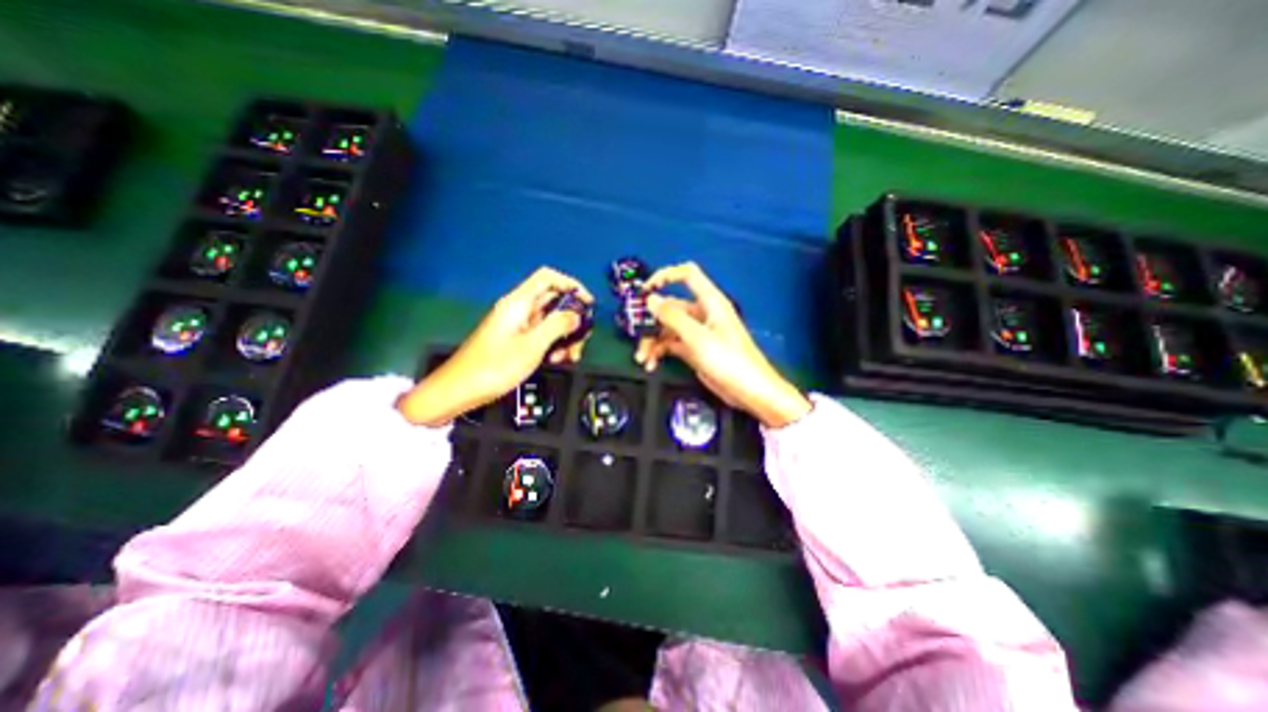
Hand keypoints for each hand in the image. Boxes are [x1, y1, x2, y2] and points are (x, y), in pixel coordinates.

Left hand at [395, 265, 594, 422]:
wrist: (460, 389)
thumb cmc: (495, 366)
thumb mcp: (532, 346)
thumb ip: (557, 326)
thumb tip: (577, 315)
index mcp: (519, 303)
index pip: (548, 278)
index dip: (571, 285)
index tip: (588, 304)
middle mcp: (519, 309)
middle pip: (554, 301)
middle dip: (572, 319)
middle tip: (582, 340)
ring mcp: (518, 325)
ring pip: (551, 321)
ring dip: (565, 336)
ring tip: (569, 357)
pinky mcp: (517, 340)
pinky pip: (542, 335)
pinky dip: (554, 344)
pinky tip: (557, 360)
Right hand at [634, 263, 810, 424]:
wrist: (748, 392)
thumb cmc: (729, 360)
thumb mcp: (698, 337)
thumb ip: (673, 317)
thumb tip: (651, 299)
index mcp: (710, 302)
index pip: (687, 275)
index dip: (665, 276)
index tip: (644, 290)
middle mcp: (702, 313)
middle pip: (670, 307)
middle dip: (651, 322)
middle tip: (637, 338)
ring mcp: (697, 332)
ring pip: (667, 328)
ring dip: (652, 342)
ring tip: (643, 359)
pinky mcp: (693, 349)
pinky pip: (671, 344)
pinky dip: (660, 352)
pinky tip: (651, 364)